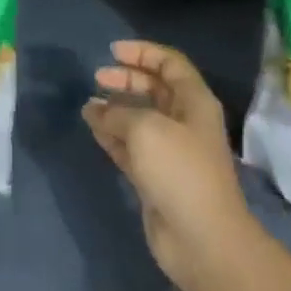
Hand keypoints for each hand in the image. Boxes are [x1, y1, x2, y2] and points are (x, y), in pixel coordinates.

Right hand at [85, 40, 256, 290]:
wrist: (202, 239)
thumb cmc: (180, 171)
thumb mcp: (145, 129)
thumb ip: (117, 112)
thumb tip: (94, 108)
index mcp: (194, 102)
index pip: (170, 64)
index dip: (143, 52)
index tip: (113, 51)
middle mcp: (184, 122)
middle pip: (154, 89)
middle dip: (126, 79)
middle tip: (97, 77)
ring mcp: (170, 151)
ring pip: (139, 118)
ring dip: (115, 108)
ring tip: (88, 103)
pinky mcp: (155, 178)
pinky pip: (130, 146)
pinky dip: (111, 134)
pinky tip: (92, 127)